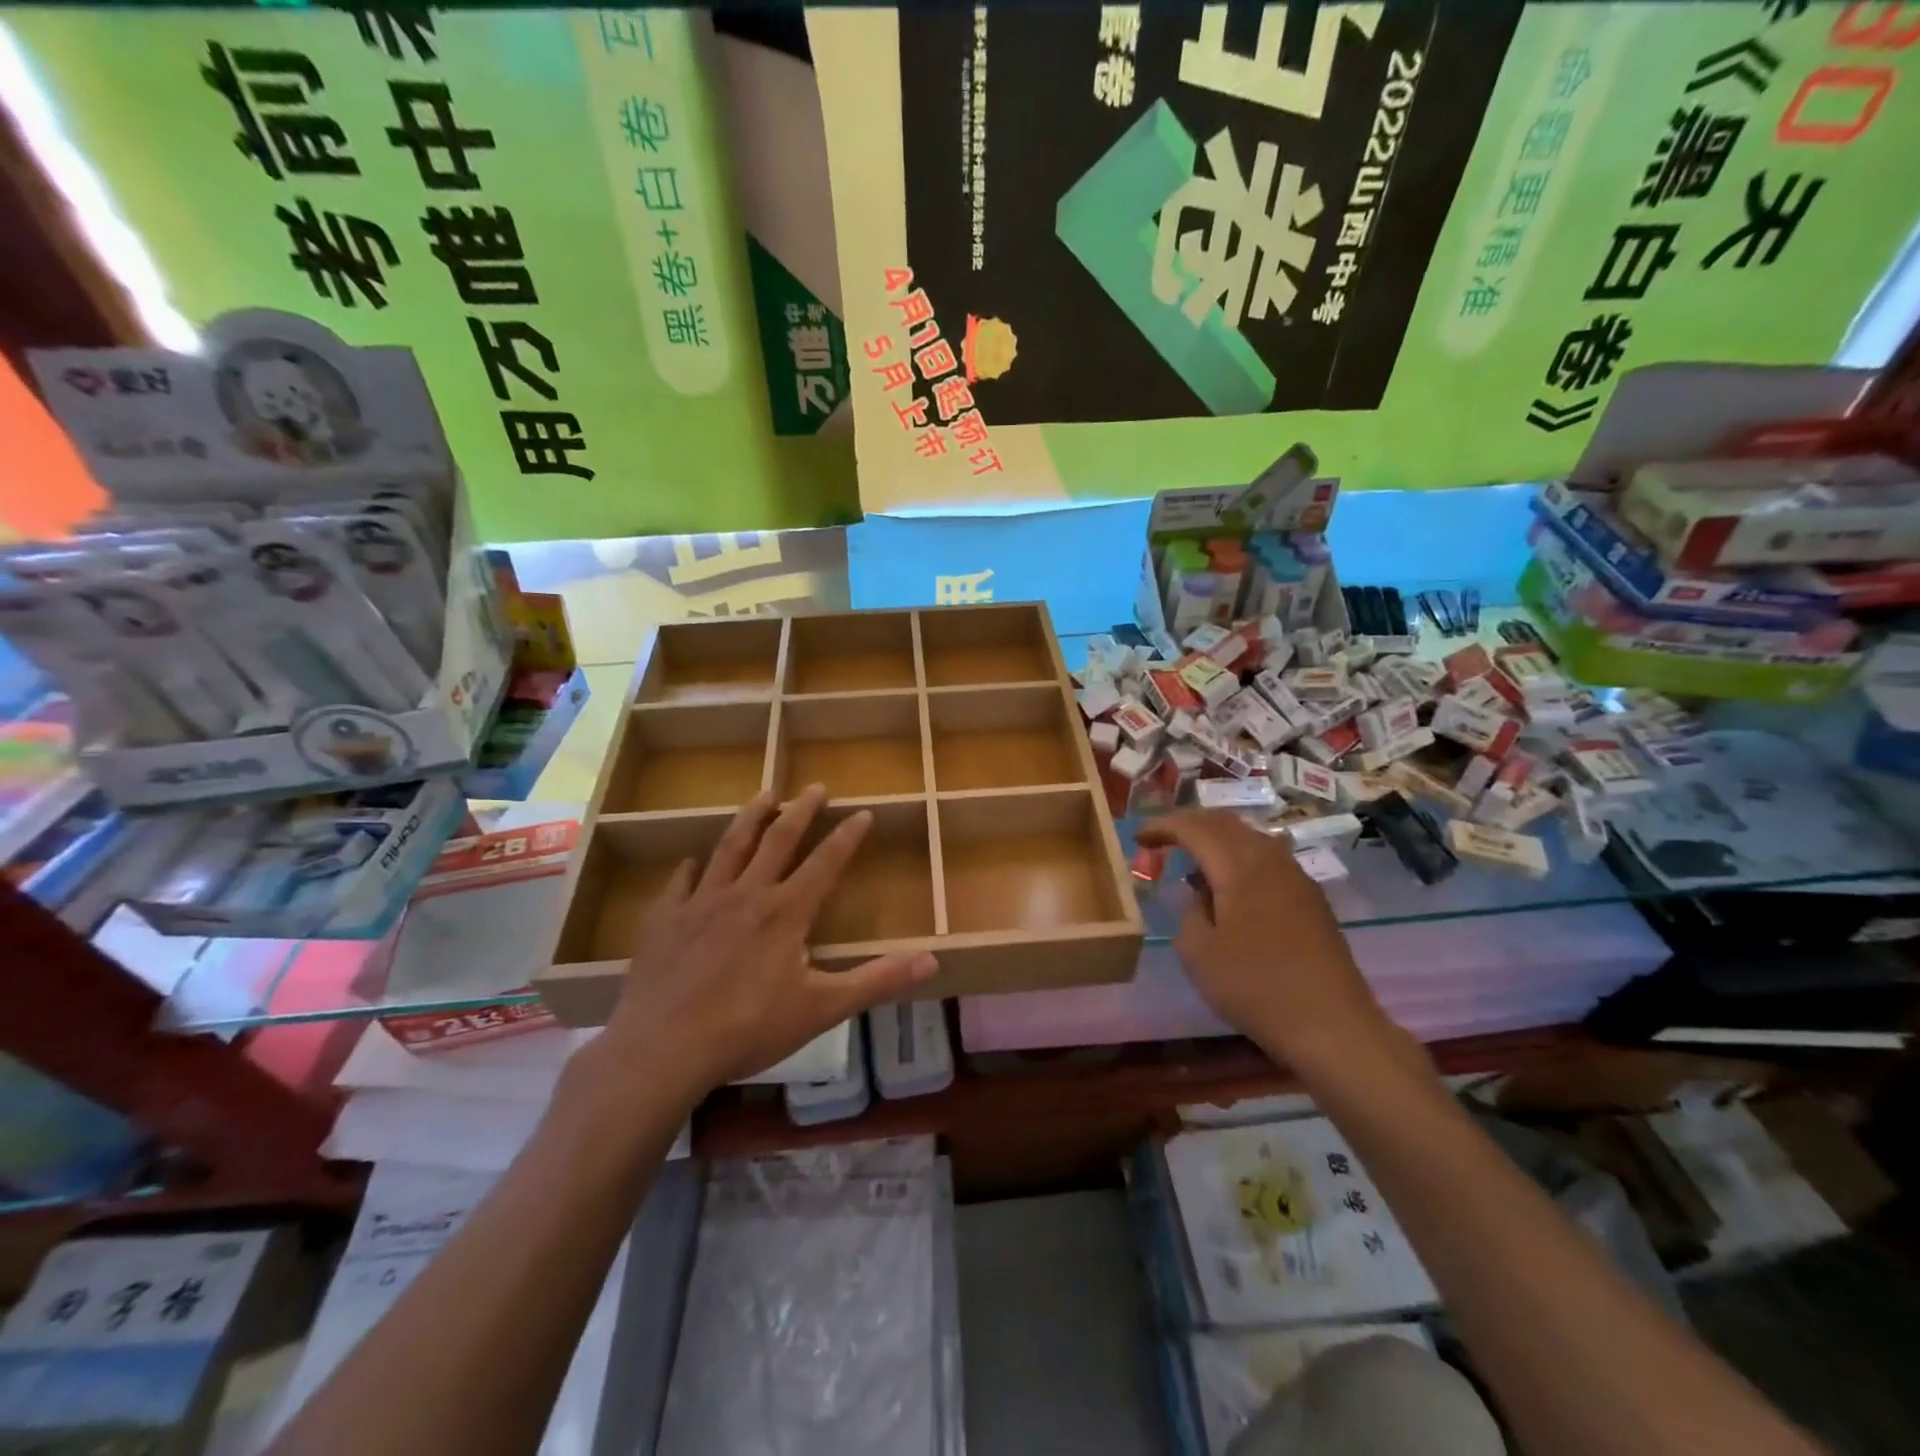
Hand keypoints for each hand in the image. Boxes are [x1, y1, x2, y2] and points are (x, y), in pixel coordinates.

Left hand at [594, 786, 936, 1097]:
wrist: (663, 1047)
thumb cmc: (749, 1028)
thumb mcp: (822, 1008)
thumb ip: (877, 981)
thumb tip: (932, 960)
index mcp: (786, 911)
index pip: (825, 862)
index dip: (846, 836)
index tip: (862, 813)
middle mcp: (746, 894)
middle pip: (778, 839)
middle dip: (801, 810)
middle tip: (815, 787)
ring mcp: (701, 902)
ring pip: (730, 847)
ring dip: (750, 818)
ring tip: (763, 794)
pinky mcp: (665, 918)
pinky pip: (680, 882)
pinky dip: (690, 867)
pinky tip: (691, 860)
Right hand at [1136, 810, 1411, 1076]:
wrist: (1332, 1025)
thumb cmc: (1255, 987)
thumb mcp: (1198, 954)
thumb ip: (1189, 912)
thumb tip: (1199, 894)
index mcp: (1239, 866)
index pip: (1194, 828)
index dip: (1163, 826)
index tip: (1138, 837)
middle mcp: (1270, 859)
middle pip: (1225, 822)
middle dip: (1190, 823)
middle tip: (1163, 838)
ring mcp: (1296, 877)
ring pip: (1250, 837)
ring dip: (1217, 838)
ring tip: (1194, 859)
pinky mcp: (1311, 898)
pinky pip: (1267, 858)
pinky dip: (1240, 856)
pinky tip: (1231, 886)